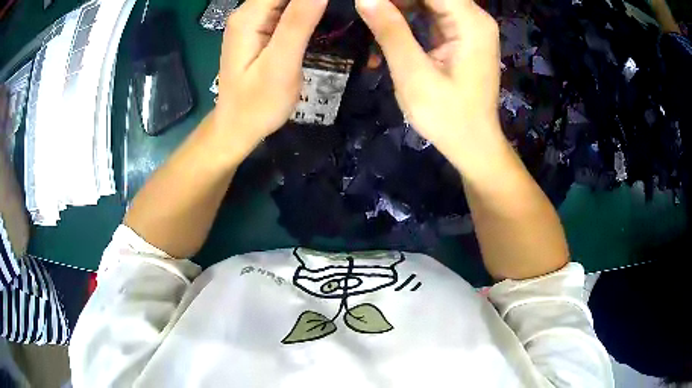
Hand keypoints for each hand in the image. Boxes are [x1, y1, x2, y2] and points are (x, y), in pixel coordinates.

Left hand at [211, 0, 327, 159]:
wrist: (237, 127)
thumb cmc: (257, 104)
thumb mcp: (280, 64)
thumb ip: (298, 23)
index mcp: (249, 16)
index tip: (342, 3)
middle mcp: (247, 12)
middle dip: (315, 0)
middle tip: (345, 9)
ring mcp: (252, 20)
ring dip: (312, 4)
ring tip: (337, 15)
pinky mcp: (259, 30)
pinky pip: (285, 9)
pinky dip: (306, 9)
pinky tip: (322, 18)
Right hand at [355, 0, 505, 176]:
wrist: (474, 144)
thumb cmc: (447, 116)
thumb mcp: (413, 74)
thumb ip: (390, 31)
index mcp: (470, 22)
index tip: (367, 3)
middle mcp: (475, 18)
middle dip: (395, 0)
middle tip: (366, 11)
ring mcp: (470, 27)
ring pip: (429, 1)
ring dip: (398, 7)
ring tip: (373, 22)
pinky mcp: (463, 36)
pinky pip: (432, 14)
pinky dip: (408, 18)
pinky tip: (388, 31)